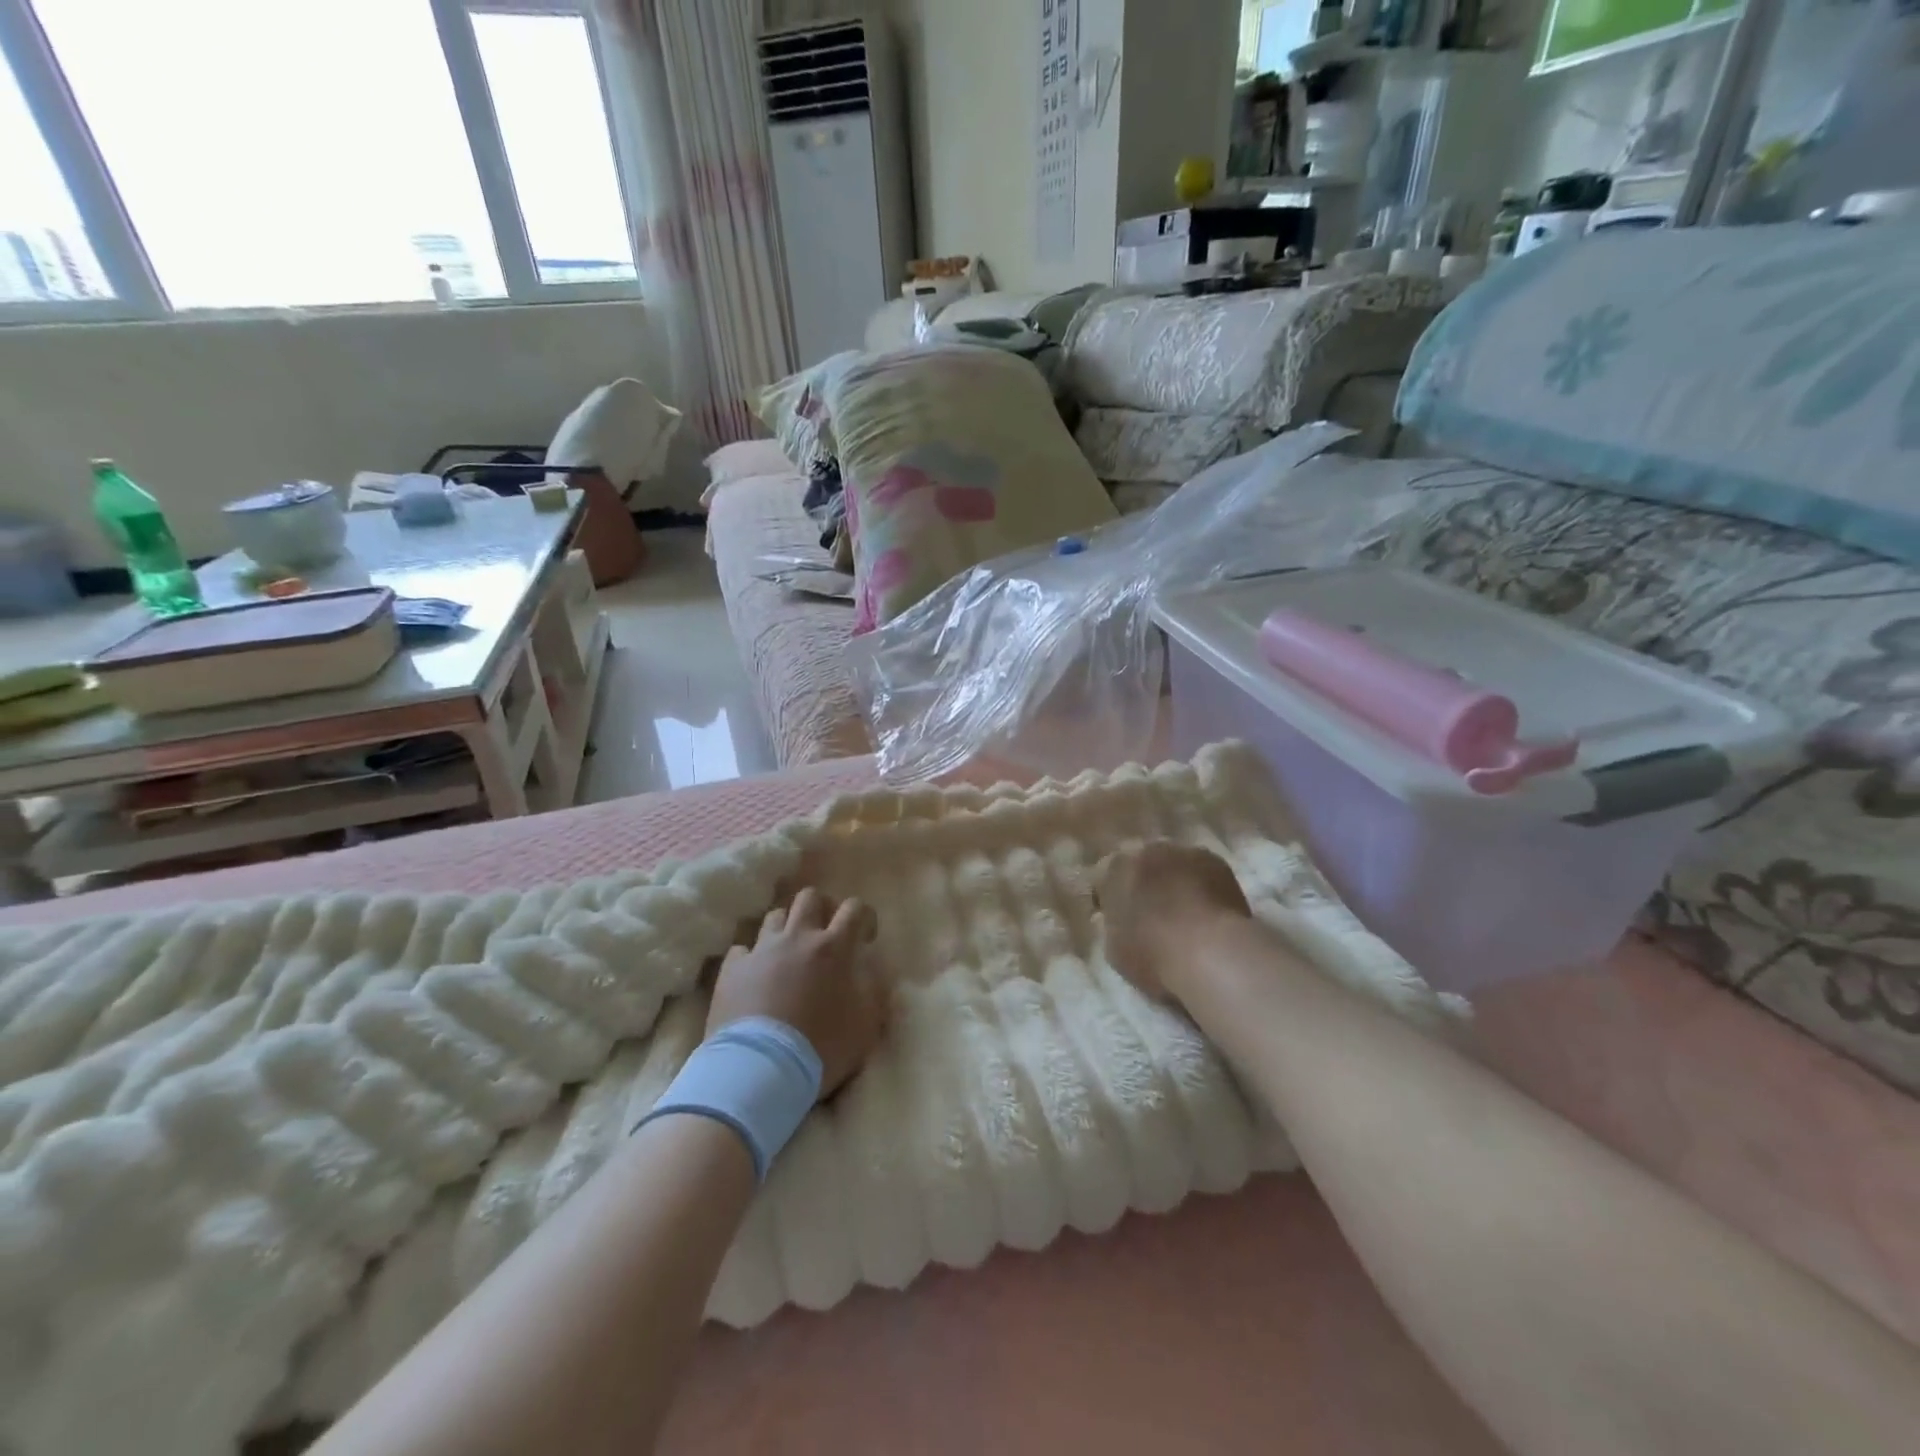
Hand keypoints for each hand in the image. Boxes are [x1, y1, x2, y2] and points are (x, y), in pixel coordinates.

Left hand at [707, 887, 885, 1097]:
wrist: (761, 1070)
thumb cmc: (821, 1047)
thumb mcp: (866, 1025)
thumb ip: (873, 991)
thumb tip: (871, 972)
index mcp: (834, 948)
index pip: (855, 908)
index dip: (864, 917)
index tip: (865, 938)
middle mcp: (797, 938)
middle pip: (810, 897)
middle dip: (821, 909)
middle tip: (825, 934)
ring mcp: (761, 950)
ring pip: (775, 916)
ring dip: (786, 929)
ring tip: (789, 953)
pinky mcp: (732, 969)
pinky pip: (742, 949)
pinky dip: (752, 958)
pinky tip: (755, 975)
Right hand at [1096, 842, 1250, 1001]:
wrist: (1212, 952)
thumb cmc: (1153, 953)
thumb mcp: (1114, 948)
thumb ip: (1111, 925)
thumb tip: (1116, 919)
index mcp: (1114, 867)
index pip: (1103, 878)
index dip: (1108, 900)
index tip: (1116, 921)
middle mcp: (1148, 849)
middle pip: (1140, 865)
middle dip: (1143, 885)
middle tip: (1150, 915)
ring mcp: (1185, 852)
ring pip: (1172, 866)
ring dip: (1173, 883)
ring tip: (1182, 915)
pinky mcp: (1218, 863)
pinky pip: (1201, 873)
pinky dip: (1200, 888)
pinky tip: (1205, 913)